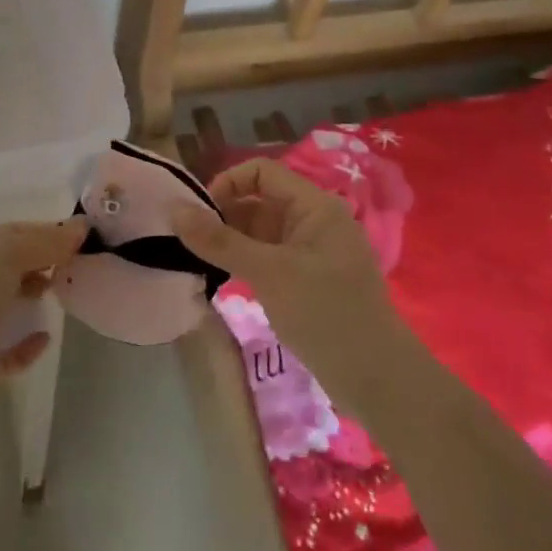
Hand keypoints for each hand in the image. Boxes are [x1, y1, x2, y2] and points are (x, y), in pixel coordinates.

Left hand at [0, 217, 88, 429]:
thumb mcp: (8, 251)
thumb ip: (47, 240)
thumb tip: (82, 227)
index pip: (9, 234)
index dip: (44, 232)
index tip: (81, 237)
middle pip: (9, 266)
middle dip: (41, 262)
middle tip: (76, 265)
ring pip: (7, 304)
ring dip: (34, 296)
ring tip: (66, 293)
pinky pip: (10, 349)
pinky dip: (29, 343)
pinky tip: (46, 337)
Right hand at [174, 159, 418, 414]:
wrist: (376, 378)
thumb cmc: (326, 313)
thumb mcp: (269, 273)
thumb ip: (221, 241)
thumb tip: (175, 211)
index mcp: (314, 206)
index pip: (262, 172)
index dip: (227, 183)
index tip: (197, 214)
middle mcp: (313, 221)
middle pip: (260, 201)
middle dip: (223, 214)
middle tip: (188, 240)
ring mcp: (311, 252)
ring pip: (261, 232)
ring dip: (230, 240)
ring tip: (197, 259)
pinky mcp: (307, 280)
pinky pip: (268, 257)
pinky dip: (244, 261)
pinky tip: (221, 277)